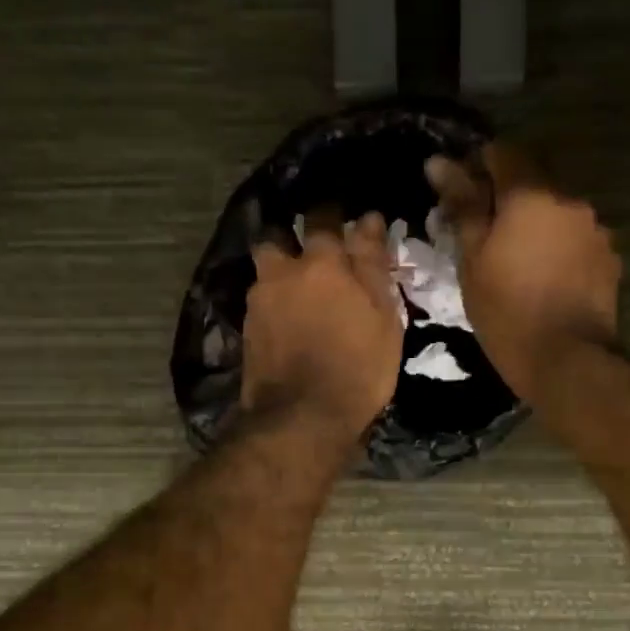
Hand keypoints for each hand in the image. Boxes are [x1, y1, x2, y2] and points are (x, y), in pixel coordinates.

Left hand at [241, 210, 403, 443]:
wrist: (303, 418)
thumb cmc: (357, 366)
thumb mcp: (382, 316)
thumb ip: (372, 264)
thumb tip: (367, 219)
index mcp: (320, 263)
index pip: (323, 217)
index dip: (333, 212)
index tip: (346, 219)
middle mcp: (281, 273)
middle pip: (276, 238)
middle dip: (288, 238)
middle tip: (310, 255)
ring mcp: (258, 302)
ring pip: (264, 271)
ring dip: (278, 273)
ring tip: (296, 291)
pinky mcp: (246, 332)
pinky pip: (259, 303)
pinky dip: (273, 304)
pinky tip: (286, 322)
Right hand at [426, 142, 621, 403]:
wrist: (565, 358)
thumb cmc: (505, 309)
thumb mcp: (472, 258)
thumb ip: (461, 205)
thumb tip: (439, 162)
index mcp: (530, 194)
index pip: (502, 152)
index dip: (478, 165)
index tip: (461, 194)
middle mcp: (569, 199)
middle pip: (532, 183)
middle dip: (507, 200)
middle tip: (484, 234)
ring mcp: (595, 228)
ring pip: (556, 212)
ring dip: (536, 224)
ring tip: (517, 261)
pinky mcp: (609, 257)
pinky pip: (576, 238)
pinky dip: (558, 247)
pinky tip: (545, 277)